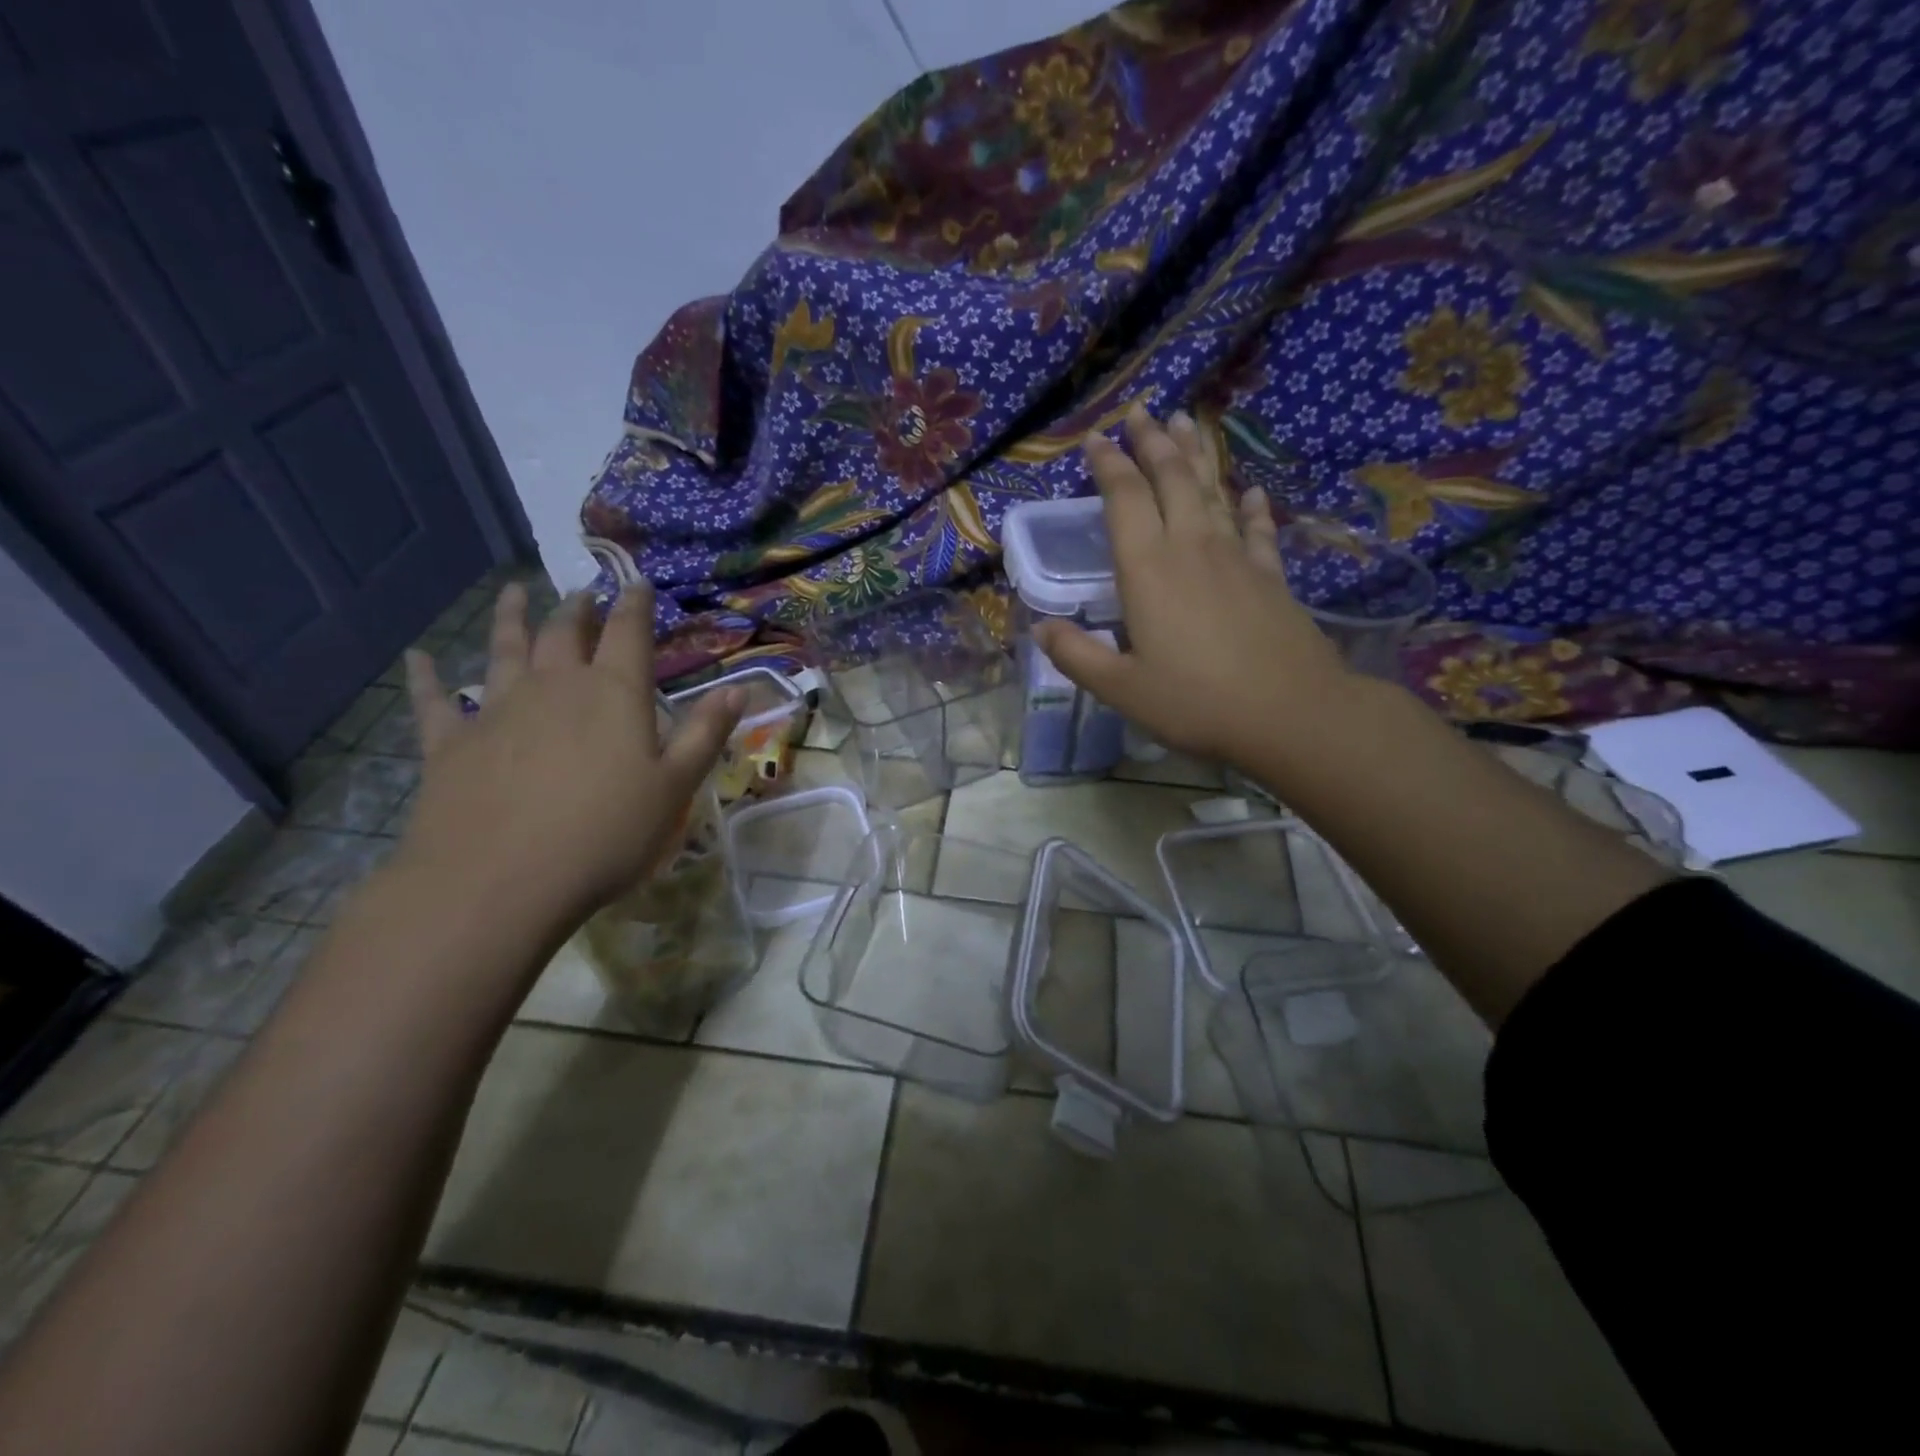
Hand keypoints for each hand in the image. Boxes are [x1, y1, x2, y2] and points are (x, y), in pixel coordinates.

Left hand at [394, 581, 741, 928]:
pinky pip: (435, 700)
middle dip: (577, 608)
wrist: (499, 881)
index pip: (628, 634)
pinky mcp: (451, 743)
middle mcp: (554, 687)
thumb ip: (704, 733)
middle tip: (582, 593)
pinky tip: (417, 658)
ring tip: (514, 593)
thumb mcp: (674, 788)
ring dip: (510, 618)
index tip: (636, 583)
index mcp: (613, 694)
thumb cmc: (605, 834)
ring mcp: (497, 710)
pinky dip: (426, 677)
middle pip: (564, 633)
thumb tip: (740, 689)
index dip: (634, 605)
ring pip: (504, 650)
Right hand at [1033, 404, 1354, 765]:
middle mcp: (1192, 549)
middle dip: (1152, 442)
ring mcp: (1237, 559)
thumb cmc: (1196, 703)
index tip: (1096, 437)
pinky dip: (1250, 506)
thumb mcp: (1122, 689)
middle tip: (1141, 411)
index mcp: (1148, 570)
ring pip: (1212, 491)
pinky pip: (1256, 529)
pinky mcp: (1271, 576)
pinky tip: (1249, 490)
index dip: (1108, 465)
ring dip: (1196, 455)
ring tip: (1184, 423)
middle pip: (1171, 479)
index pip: (1124, 499)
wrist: (1291, 715)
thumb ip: (1077, 656)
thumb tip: (1040, 629)